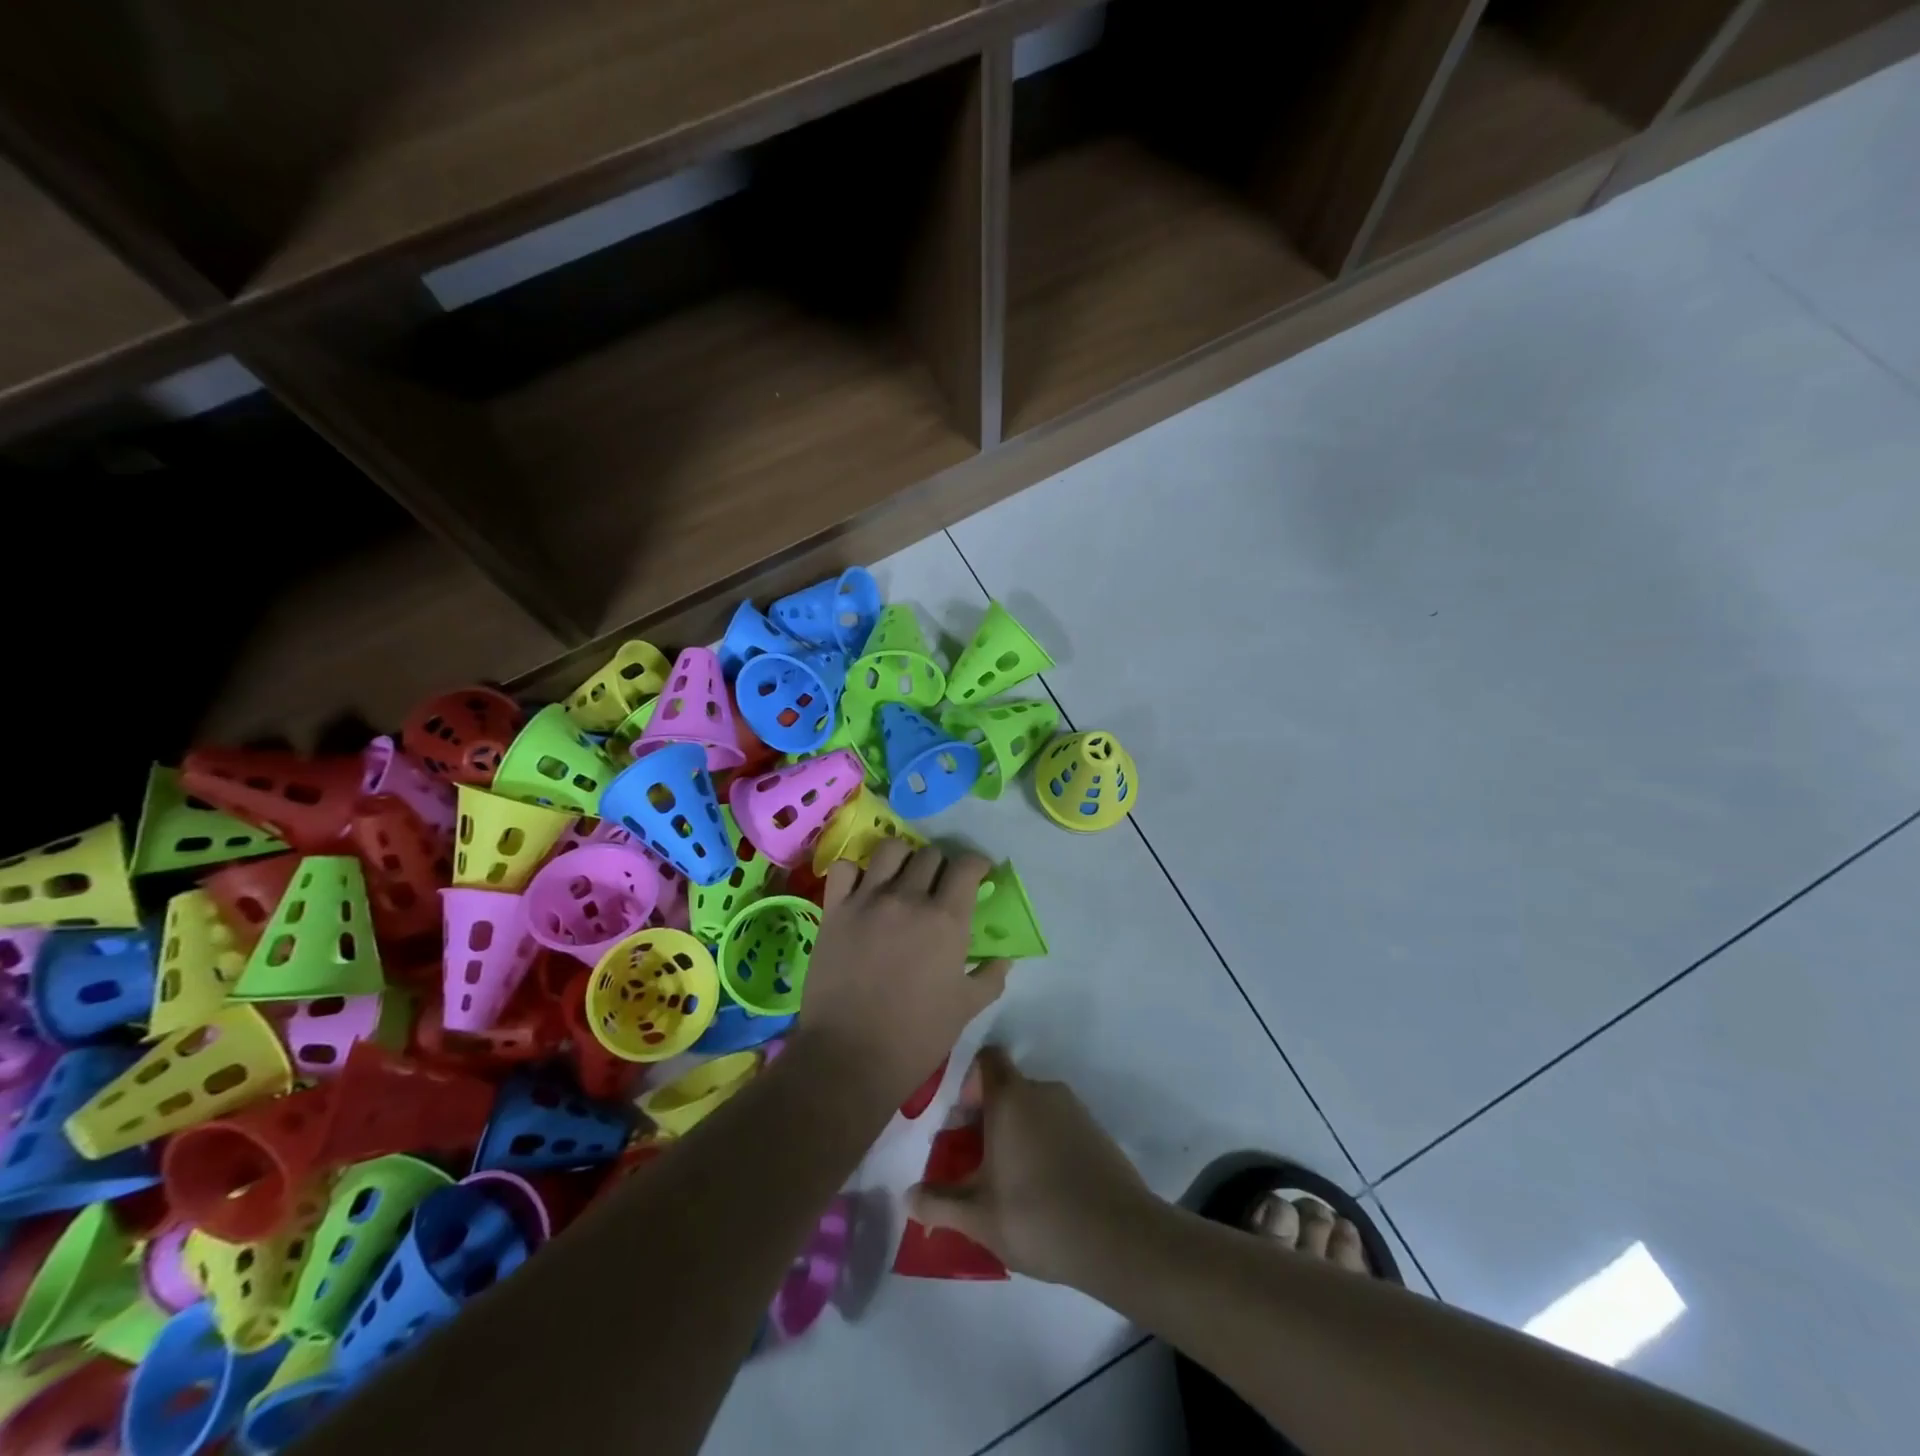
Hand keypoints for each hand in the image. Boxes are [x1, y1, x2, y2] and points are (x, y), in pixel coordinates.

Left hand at [797, 841, 1009, 1104]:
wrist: (849, 1057)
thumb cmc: (916, 1037)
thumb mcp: (967, 1008)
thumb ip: (991, 976)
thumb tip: (1004, 957)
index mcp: (946, 919)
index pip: (967, 865)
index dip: (976, 865)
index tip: (978, 874)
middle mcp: (908, 898)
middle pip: (930, 854)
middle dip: (941, 865)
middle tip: (939, 886)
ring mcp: (867, 900)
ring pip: (890, 849)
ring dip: (903, 858)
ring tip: (902, 878)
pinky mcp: (834, 910)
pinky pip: (844, 869)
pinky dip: (855, 872)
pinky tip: (862, 890)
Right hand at [906, 1047, 1156, 1283]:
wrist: (1120, 1237)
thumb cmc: (1038, 1216)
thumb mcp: (979, 1217)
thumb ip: (939, 1203)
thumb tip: (908, 1196)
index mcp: (1010, 1097)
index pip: (985, 1059)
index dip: (966, 1080)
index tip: (954, 1117)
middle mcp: (1042, 1090)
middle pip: (1005, 1089)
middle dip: (985, 1118)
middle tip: (971, 1162)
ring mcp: (1073, 1109)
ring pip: (1032, 1110)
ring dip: (1014, 1134)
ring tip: (1005, 1182)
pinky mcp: (1096, 1131)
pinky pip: (1056, 1126)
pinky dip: (1042, 1145)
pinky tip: (1041, 1190)